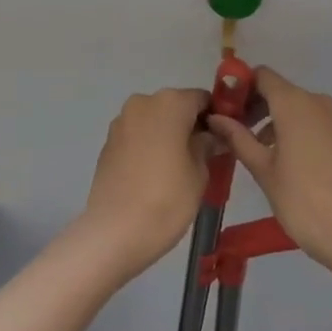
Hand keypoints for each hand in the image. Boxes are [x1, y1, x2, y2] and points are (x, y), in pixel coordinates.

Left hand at [76, 88, 212, 277]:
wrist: (115, 231)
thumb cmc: (167, 198)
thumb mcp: (200, 172)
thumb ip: (207, 145)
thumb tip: (212, 135)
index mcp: (170, 102)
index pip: (202, 99)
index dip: (215, 117)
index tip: (224, 139)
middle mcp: (143, 102)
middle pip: (175, 107)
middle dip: (190, 125)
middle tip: (204, 155)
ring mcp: (121, 122)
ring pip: (155, 121)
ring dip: (169, 135)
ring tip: (179, 168)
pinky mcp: (108, 143)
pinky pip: (137, 136)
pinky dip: (149, 146)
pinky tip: (155, 174)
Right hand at [207, 68, 331, 275]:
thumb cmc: (301, 200)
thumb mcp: (262, 169)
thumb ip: (238, 138)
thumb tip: (215, 117)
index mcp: (294, 103)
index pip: (263, 76)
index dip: (242, 87)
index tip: (227, 110)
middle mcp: (317, 102)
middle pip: (281, 91)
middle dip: (257, 107)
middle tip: (237, 134)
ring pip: (298, 108)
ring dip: (276, 121)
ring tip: (259, 152)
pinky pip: (315, 123)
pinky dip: (297, 131)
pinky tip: (289, 162)